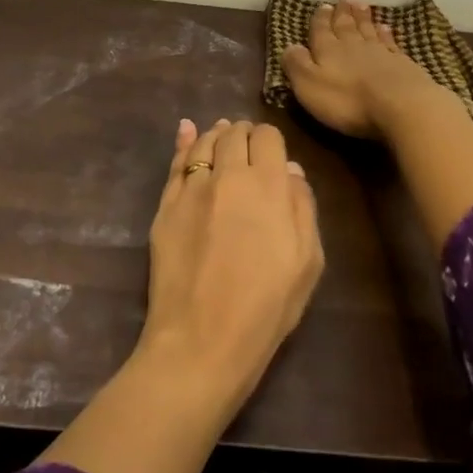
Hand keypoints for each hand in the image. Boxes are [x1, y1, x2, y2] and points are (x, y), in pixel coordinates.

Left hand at [138, 118, 324, 410]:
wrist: (202, 340)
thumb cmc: (266, 308)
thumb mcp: (307, 263)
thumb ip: (303, 208)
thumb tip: (291, 170)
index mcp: (268, 185)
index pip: (268, 137)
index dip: (271, 140)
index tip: (272, 153)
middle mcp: (228, 175)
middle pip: (235, 134)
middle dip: (244, 134)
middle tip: (248, 144)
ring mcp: (192, 188)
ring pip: (204, 142)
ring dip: (216, 134)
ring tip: (221, 134)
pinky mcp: (165, 206)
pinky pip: (175, 163)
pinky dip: (184, 143)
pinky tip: (187, 132)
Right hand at [282, 0, 442, 139]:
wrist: (400, 104)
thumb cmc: (348, 100)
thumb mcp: (309, 85)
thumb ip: (297, 64)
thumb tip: (288, 46)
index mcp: (327, 50)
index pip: (320, 31)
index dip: (319, 20)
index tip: (322, 6)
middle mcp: (353, 45)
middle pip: (346, 26)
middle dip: (342, 14)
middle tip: (343, 0)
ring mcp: (380, 52)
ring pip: (368, 30)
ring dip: (363, 17)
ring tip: (361, 5)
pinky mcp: (401, 63)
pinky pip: (390, 42)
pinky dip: (386, 33)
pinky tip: (385, 27)